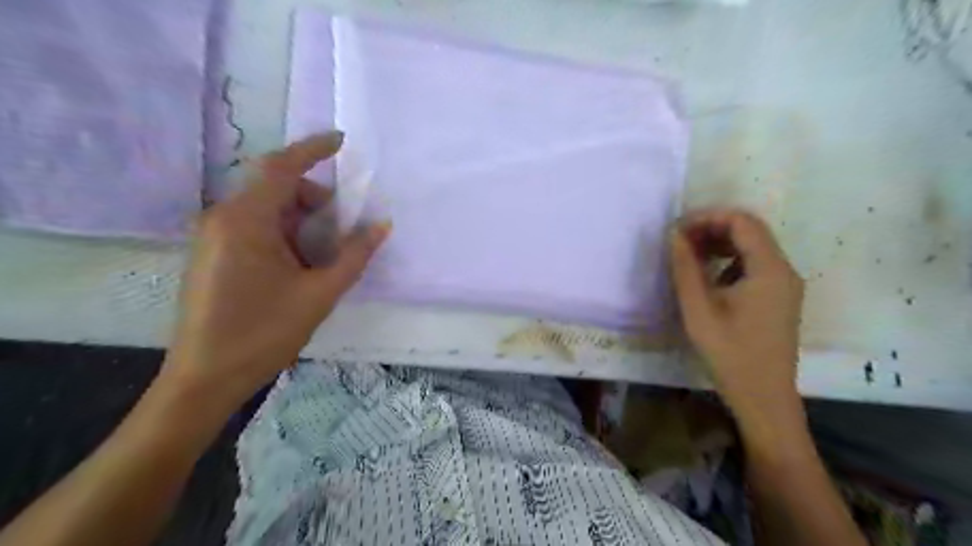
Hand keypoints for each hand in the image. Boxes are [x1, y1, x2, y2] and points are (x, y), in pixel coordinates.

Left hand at [161, 135, 388, 411]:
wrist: (205, 378)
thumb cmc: (264, 333)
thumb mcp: (319, 293)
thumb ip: (354, 256)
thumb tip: (381, 226)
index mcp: (246, 220)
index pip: (281, 167)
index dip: (313, 149)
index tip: (342, 141)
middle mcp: (223, 218)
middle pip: (277, 188)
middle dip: (315, 201)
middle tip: (343, 231)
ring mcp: (214, 236)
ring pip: (268, 209)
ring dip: (302, 221)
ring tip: (324, 256)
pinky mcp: (213, 253)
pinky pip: (255, 227)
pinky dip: (285, 234)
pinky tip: (300, 265)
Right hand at [673, 209, 800, 417]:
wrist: (763, 396)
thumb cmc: (729, 353)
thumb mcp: (699, 309)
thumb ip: (685, 268)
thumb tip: (674, 235)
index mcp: (770, 269)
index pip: (743, 222)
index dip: (708, 217)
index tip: (677, 229)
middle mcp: (784, 270)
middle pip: (750, 231)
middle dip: (712, 228)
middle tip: (679, 240)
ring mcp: (785, 285)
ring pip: (753, 247)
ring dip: (720, 244)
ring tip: (689, 255)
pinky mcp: (779, 298)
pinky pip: (755, 266)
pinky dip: (729, 261)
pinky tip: (708, 277)